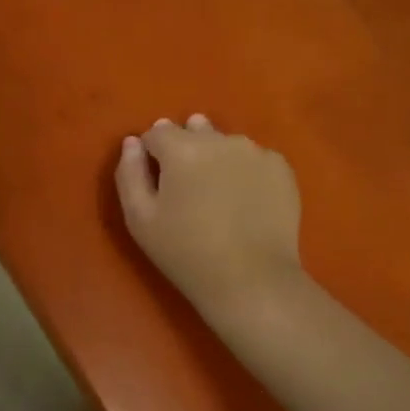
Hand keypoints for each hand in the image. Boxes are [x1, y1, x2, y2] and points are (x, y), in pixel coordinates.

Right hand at [115, 115, 303, 322]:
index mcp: (182, 148)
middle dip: (185, 151)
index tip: (157, 184)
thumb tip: (132, 143)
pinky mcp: (281, 168)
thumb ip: (129, 173)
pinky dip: (244, 171)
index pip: (157, 132)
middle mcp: (220, 139)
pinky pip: (253, 159)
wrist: (251, 280)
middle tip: (187, 190)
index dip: (152, 155)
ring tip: (217, 196)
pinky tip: (244, 202)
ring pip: (225, 143)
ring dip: (216, 158)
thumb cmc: (185, 252)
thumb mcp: (139, 218)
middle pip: (194, 130)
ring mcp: (256, 151)